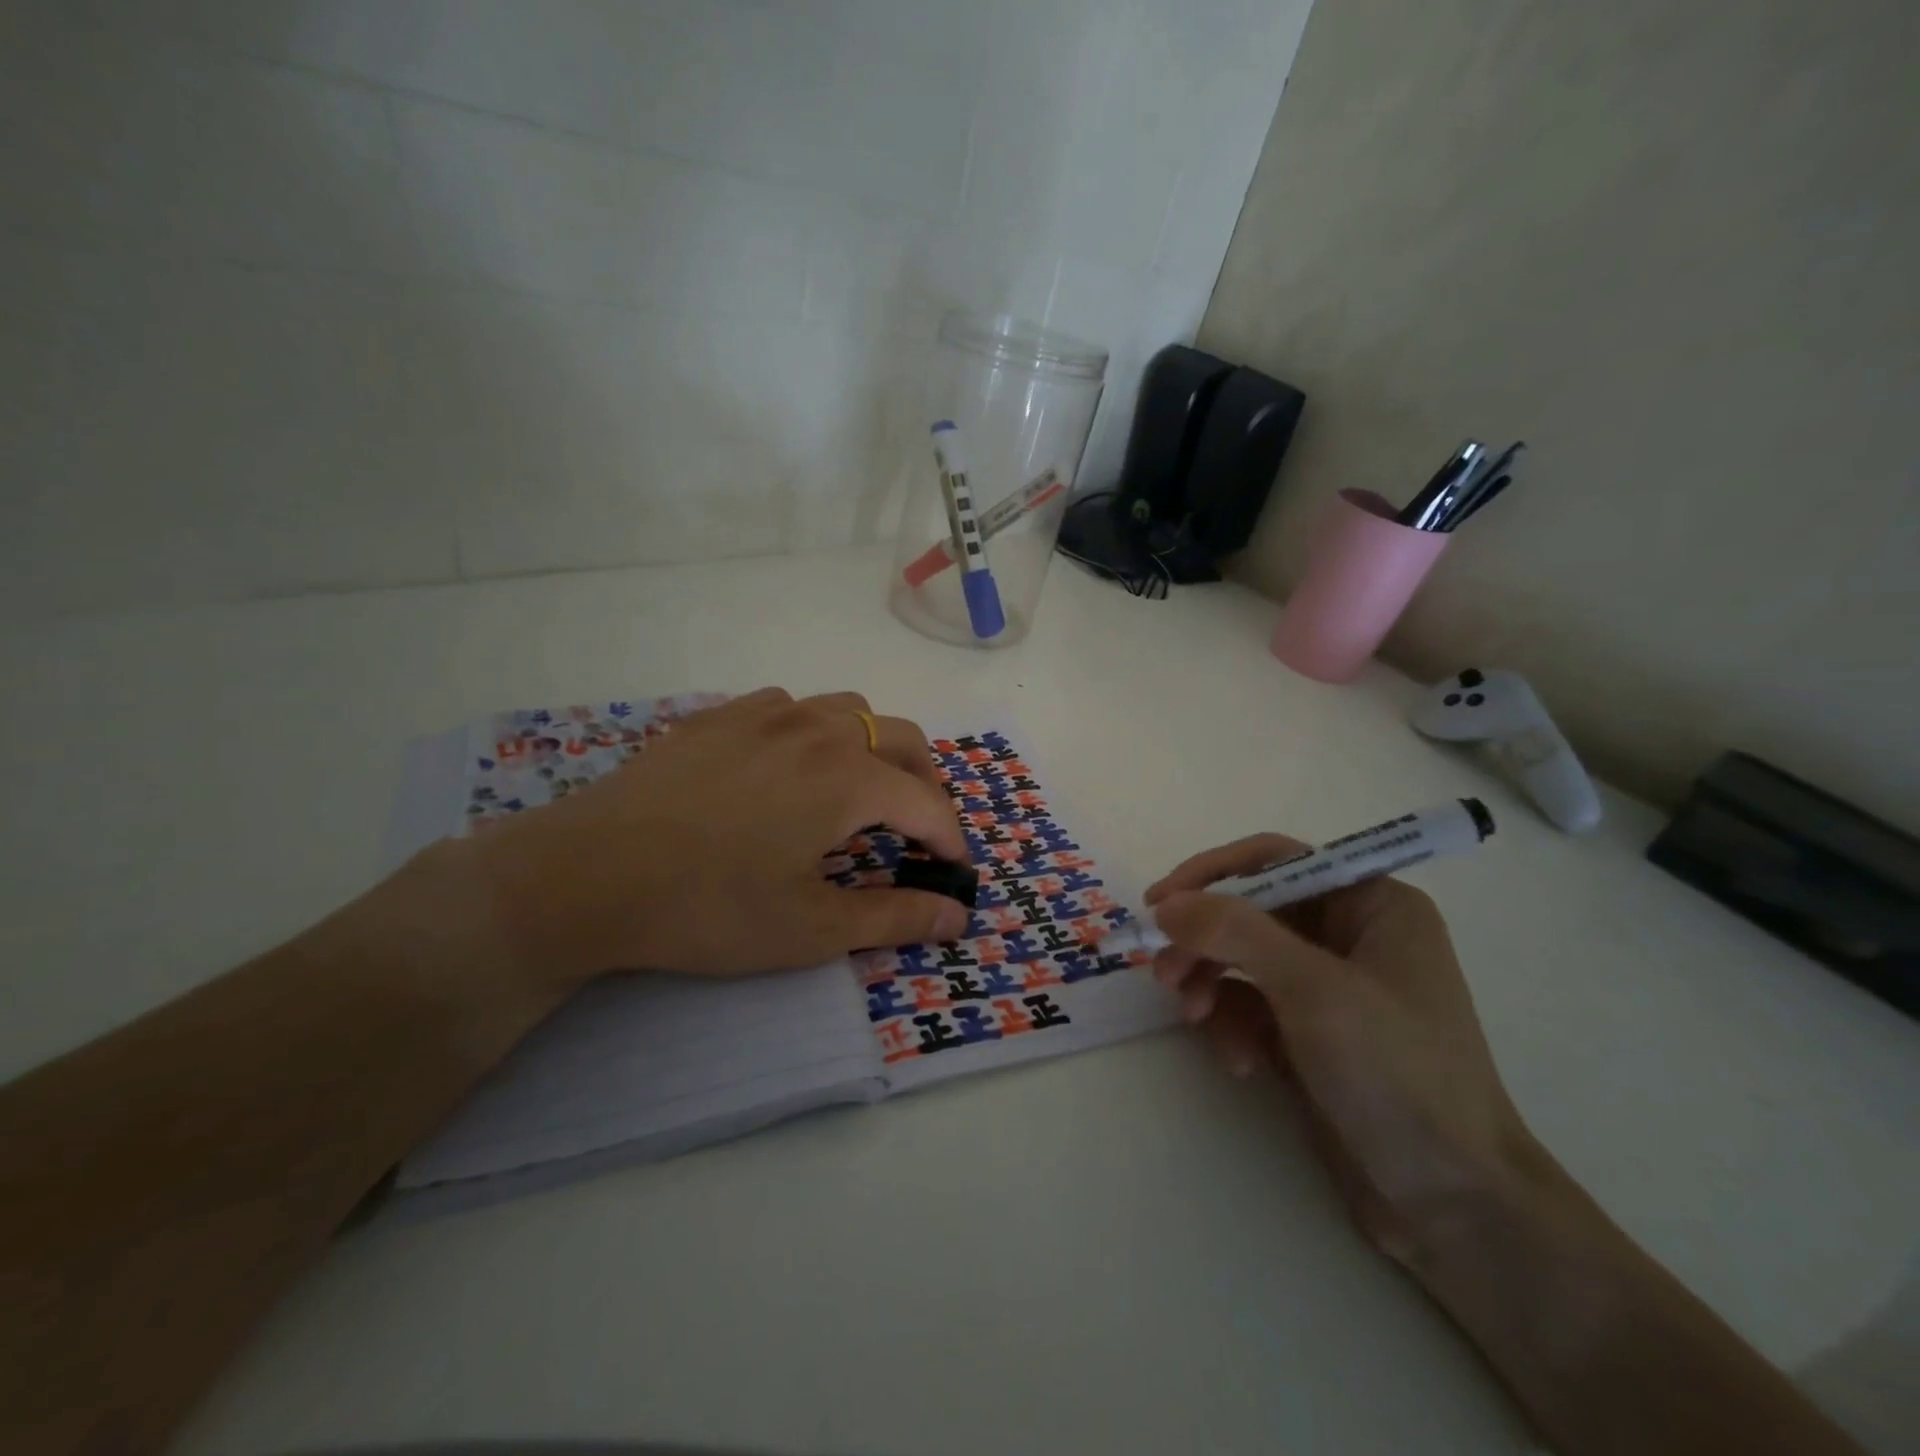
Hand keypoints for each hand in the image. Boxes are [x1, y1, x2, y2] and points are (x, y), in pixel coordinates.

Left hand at [453, 689, 970, 989]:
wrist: (586, 874)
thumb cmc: (709, 908)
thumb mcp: (811, 929)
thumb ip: (894, 918)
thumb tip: (956, 918)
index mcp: (849, 778)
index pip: (928, 805)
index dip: (952, 841)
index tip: (955, 873)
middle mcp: (818, 729)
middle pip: (903, 740)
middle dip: (926, 784)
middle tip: (919, 830)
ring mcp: (765, 714)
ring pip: (848, 710)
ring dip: (874, 747)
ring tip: (861, 790)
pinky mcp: (719, 716)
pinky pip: (790, 706)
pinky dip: (814, 730)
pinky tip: (788, 766)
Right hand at [1145, 838, 1543, 1265]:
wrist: (1455, 1207)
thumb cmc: (1398, 1074)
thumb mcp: (1314, 990)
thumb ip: (1235, 933)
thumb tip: (1167, 905)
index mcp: (1371, 904)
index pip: (1275, 860)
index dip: (1212, 874)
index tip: (1160, 904)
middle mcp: (1350, 935)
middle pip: (1251, 911)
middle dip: (1205, 940)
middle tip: (1164, 972)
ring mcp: (1330, 987)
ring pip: (1243, 958)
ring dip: (1211, 983)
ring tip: (1194, 1017)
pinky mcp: (1311, 1033)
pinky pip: (1251, 1005)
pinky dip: (1233, 1025)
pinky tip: (1239, 1062)